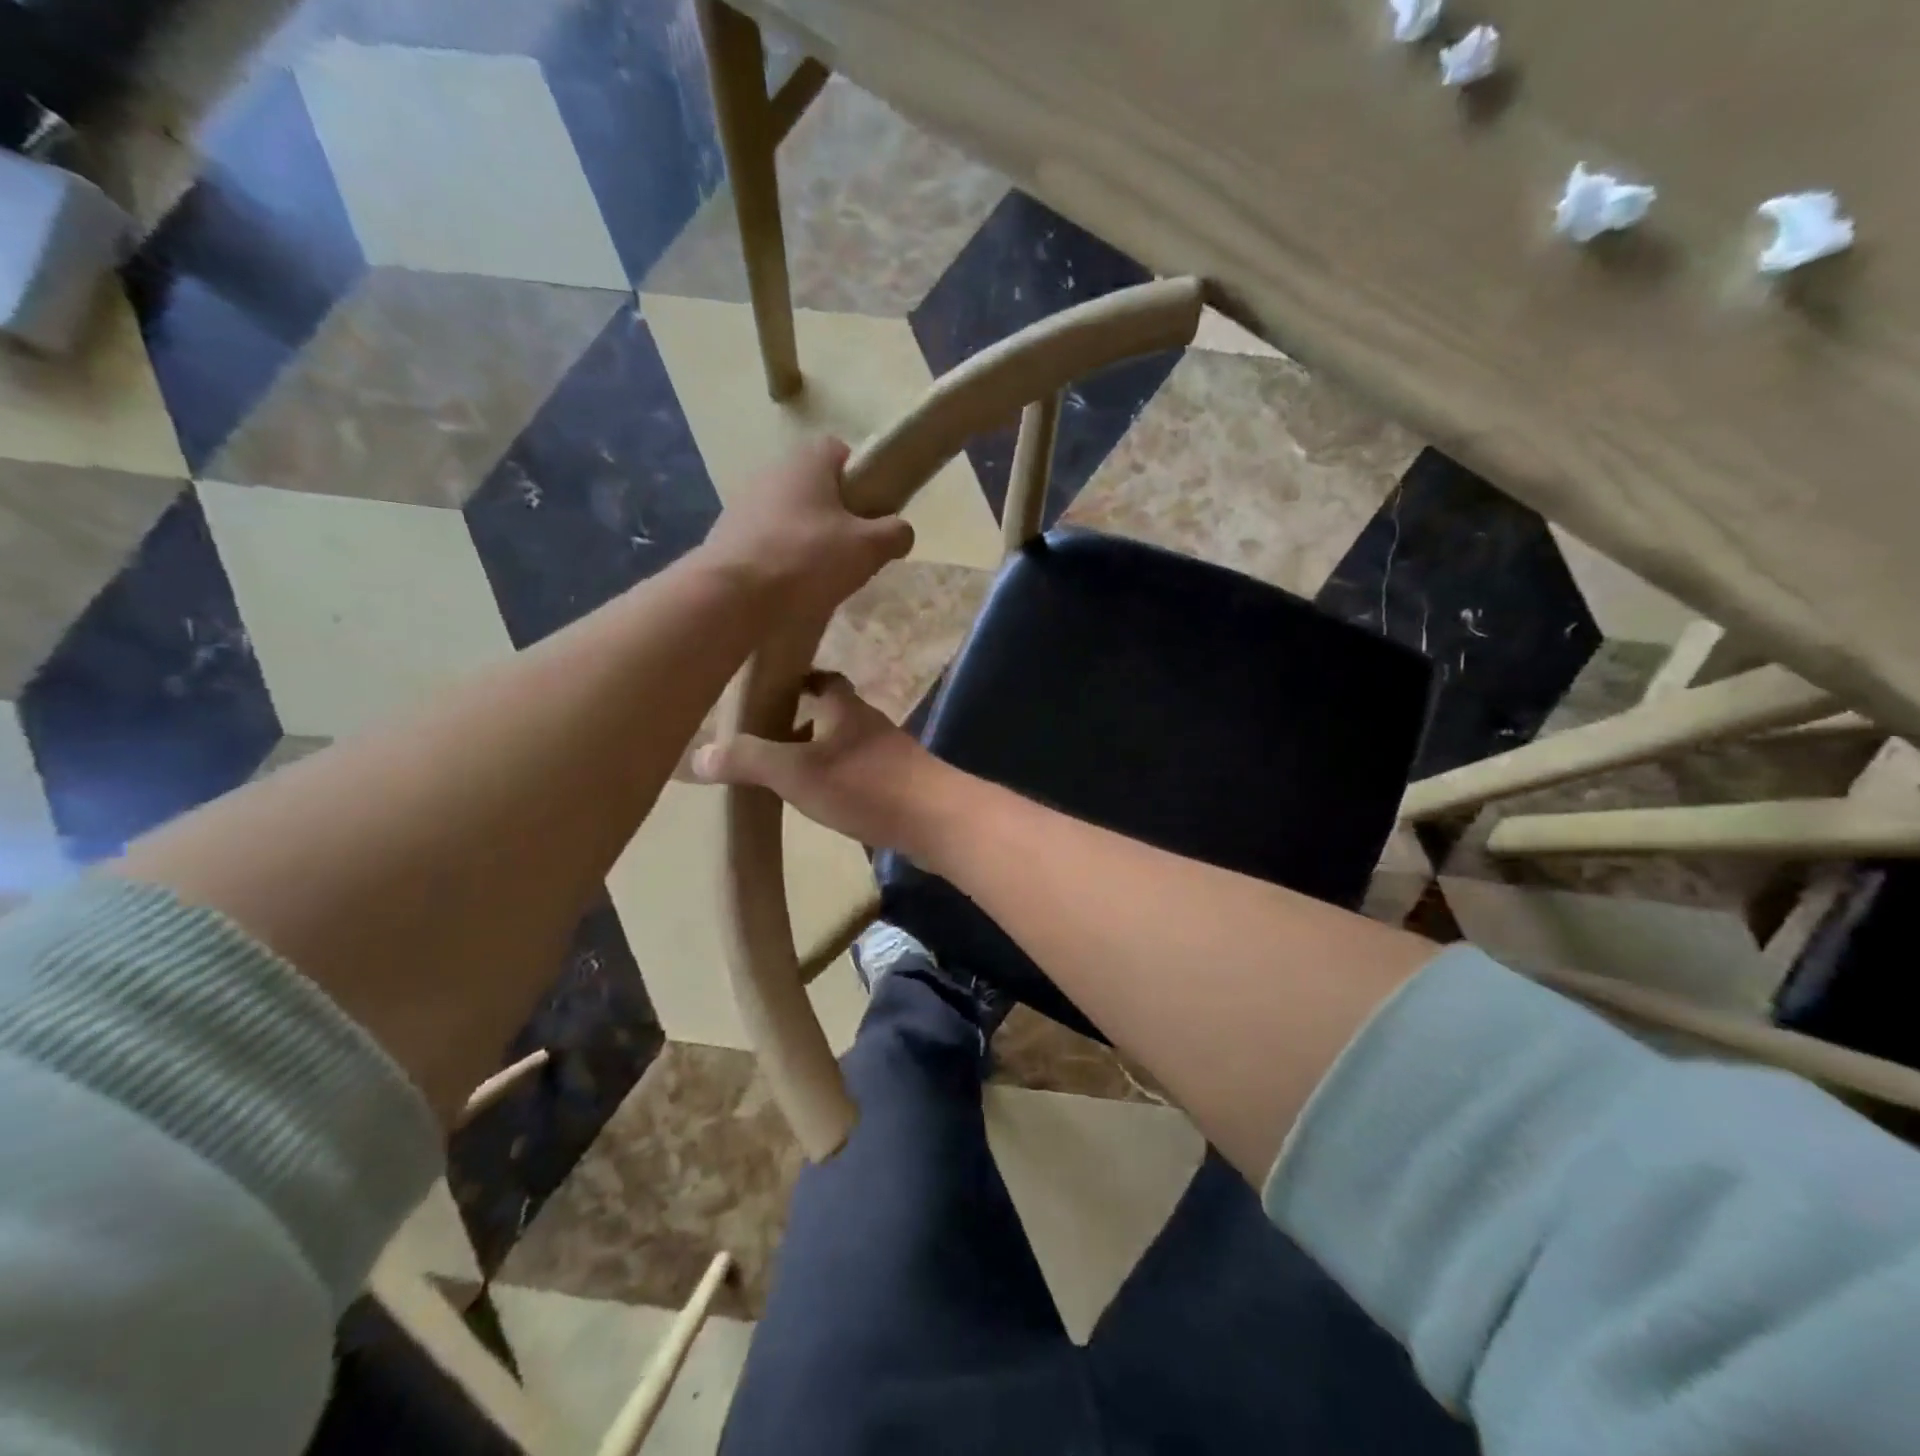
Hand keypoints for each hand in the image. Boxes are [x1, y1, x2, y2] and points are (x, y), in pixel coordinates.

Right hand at [691, 672, 950, 854]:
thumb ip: (748, 760)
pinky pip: (863, 773)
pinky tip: (826, 800)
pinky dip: (841, 779)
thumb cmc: (865, 785)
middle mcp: (869, 723)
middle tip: (766, 738)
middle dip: (803, 720)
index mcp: (845, 707)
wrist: (937, 820)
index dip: (796, 680)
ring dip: (821, 752)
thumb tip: (697, 754)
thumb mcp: (796, 772)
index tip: (767, 690)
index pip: (821, 678)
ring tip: (787, 772)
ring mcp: (890, 754)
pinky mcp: (903, 784)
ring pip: (848, 744)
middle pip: (833, 712)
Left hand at [701, 438, 914, 620]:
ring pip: (791, 516)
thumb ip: (894, 534)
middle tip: (851, 552)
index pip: (841, 452)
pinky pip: (767, 541)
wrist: (733, 595)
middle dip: (836, 517)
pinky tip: (788, 588)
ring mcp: (744, 503)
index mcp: (807, 461)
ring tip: (820, 578)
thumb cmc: (807, 559)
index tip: (871, 513)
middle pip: (816, 488)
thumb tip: (901, 531)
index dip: (862, 479)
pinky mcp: (727, 535)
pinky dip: (781, 559)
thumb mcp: (868, 548)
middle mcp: (772, 471)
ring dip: (808, 540)